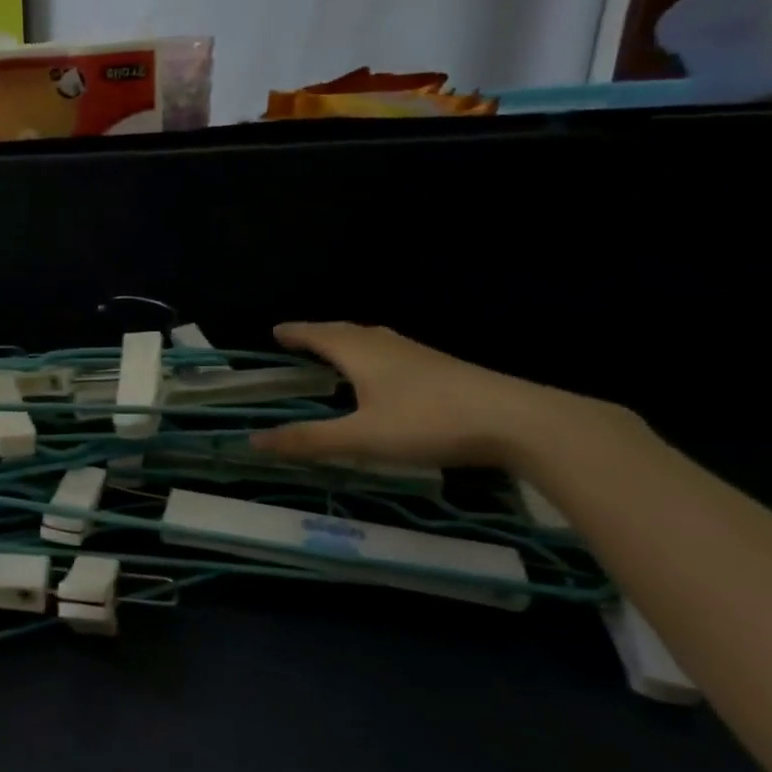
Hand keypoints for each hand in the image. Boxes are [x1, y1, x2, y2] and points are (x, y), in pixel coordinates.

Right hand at [252, 321, 606, 470]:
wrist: (517, 420)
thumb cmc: (429, 423)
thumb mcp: (361, 438)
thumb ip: (309, 440)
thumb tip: (253, 440)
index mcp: (362, 354)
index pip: (320, 335)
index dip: (296, 333)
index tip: (275, 331)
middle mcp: (389, 346)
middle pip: (347, 331)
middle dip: (320, 334)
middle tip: (300, 340)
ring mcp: (421, 355)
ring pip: (375, 339)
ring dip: (349, 341)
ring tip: (338, 351)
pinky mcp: (445, 368)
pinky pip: (395, 351)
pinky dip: (375, 354)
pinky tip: (386, 374)